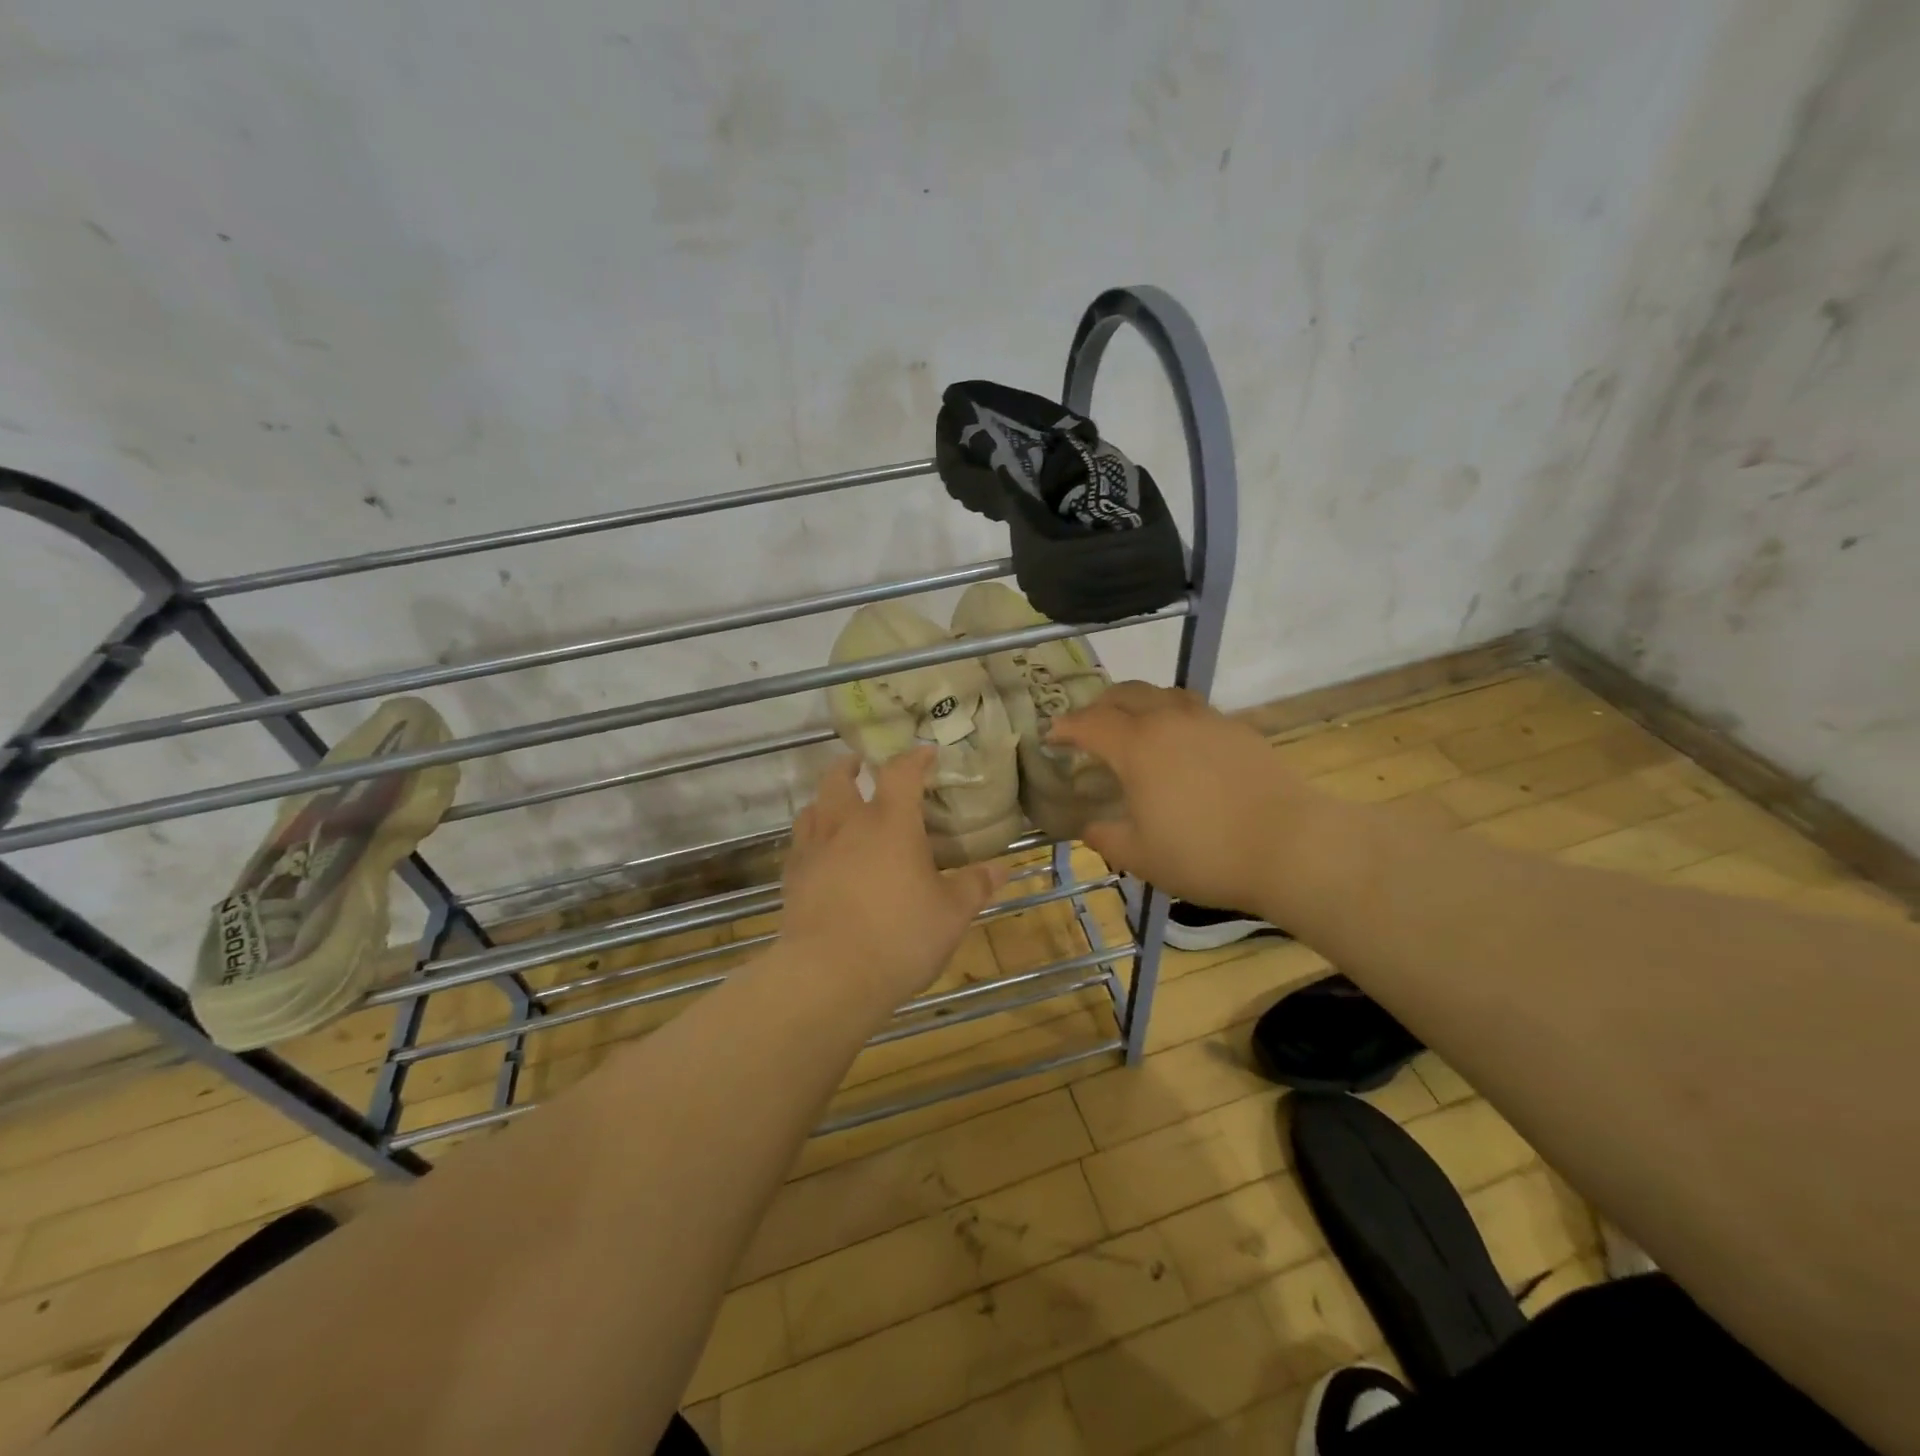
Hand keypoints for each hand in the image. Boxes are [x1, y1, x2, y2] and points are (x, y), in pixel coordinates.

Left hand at [781, 749, 1005, 1009]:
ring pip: (813, 807)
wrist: (829, 975)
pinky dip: (810, 836)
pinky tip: (820, 853)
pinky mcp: (792, 878)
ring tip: (837, 805)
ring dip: (826, 799)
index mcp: (891, 822)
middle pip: (839, 778)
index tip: (925, 754)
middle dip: (851, 766)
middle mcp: (848, 825)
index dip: (914, 758)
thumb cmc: (900, 936)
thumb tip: (1002, 868)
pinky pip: (799, 843)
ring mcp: (815, 849)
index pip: (901, 772)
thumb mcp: (952, 913)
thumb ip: (975, 885)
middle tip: (861, 765)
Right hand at [1049, 682, 1311, 915]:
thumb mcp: (1140, 856)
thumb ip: (1104, 837)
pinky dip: (1171, 716)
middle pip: (1124, 694)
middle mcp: (1168, 720)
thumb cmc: (1204, 854)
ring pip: (1161, 694)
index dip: (1065, 728)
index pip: (1088, 723)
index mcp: (1136, 746)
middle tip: (1088, 728)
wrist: (1290, 846)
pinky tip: (1179, 743)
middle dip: (1098, 706)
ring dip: (1137, 704)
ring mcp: (1206, 719)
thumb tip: (1089, 825)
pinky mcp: (1237, 728)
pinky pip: (1192, 709)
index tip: (1051, 737)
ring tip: (1132, 727)